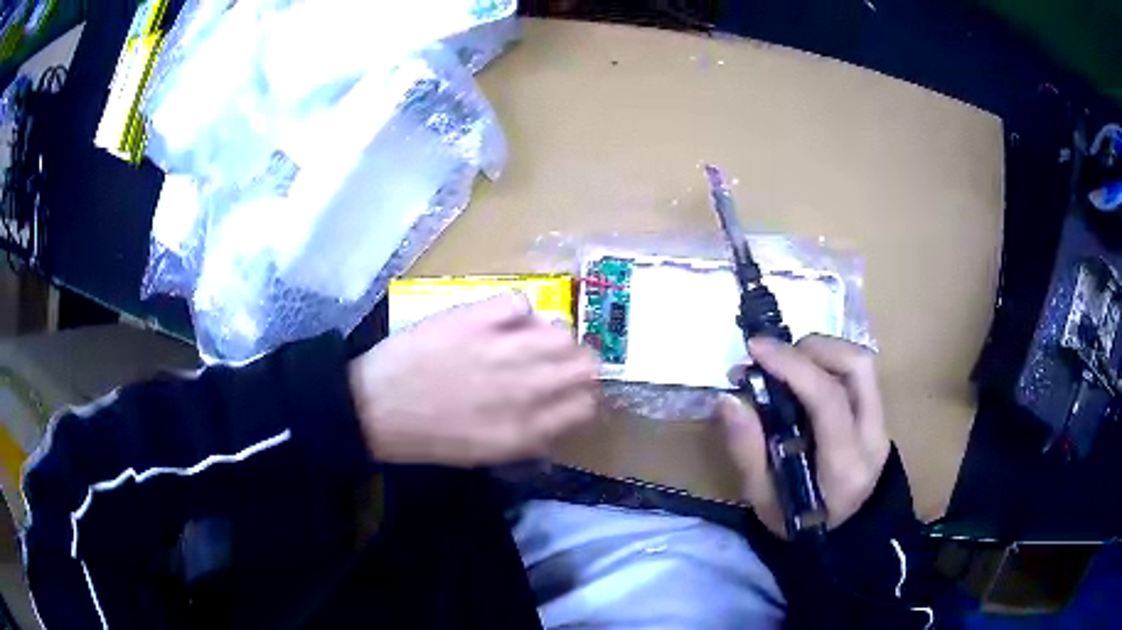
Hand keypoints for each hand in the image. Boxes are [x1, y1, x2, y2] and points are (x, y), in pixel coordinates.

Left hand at [348, 293, 599, 466]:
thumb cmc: (430, 437)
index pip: (586, 405)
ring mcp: (502, 349)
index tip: (571, 391)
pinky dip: (517, 310)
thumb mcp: (486, 454)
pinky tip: (501, 321)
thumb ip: (531, 435)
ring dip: (552, 335)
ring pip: (561, 330)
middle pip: (585, 364)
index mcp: (527, 428)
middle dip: (577, 363)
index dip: (583, 396)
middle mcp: (525, 388)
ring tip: (530, 338)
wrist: (376, 407)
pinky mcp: (475, 318)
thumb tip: (560, 412)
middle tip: (557, 362)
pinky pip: (519, 302)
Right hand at [717, 335, 890, 537]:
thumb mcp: (763, 500)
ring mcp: (882, 424)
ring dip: (821, 351)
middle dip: (811, 349)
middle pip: (857, 366)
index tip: (755, 349)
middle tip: (774, 358)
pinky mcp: (879, 416)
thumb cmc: (799, 524)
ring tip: (787, 364)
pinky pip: (859, 373)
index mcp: (844, 466)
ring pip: (861, 363)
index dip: (792, 365)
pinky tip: (805, 377)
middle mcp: (872, 437)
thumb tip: (728, 398)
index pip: (828, 399)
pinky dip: (829, 362)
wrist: (845, 536)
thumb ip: (747, 450)